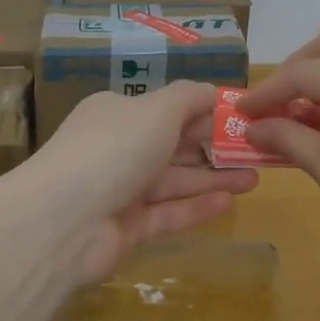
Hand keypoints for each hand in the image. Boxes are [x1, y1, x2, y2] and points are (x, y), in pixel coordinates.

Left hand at [26, 82, 258, 282]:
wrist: (63, 221)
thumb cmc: (114, 148)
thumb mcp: (157, 109)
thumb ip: (189, 98)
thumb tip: (213, 91)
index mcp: (117, 113)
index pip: (167, 109)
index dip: (205, 113)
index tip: (242, 119)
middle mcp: (117, 148)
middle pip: (173, 146)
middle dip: (214, 148)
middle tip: (256, 152)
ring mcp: (120, 191)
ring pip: (174, 181)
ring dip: (213, 178)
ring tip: (255, 178)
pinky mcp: (125, 229)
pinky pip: (167, 213)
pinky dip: (196, 207)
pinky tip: (229, 202)